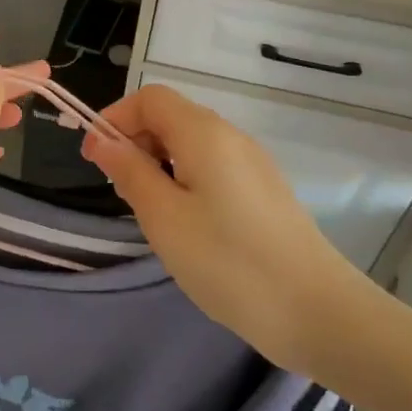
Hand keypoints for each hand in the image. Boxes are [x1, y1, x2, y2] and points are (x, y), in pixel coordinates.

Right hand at [82, 83, 370, 375]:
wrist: (316, 312)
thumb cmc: (228, 261)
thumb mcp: (163, 217)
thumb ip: (130, 172)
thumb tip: (105, 141)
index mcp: (204, 134)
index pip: (150, 98)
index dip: (116, 118)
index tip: (95, 158)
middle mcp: (231, 137)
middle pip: (172, 116)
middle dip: (135, 140)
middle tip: (118, 188)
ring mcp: (252, 164)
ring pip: (191, 144)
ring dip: (158, 162)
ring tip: (148, 209)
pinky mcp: (264, 191)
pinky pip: (212, 167)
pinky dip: (184, 179)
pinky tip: (184, 222)